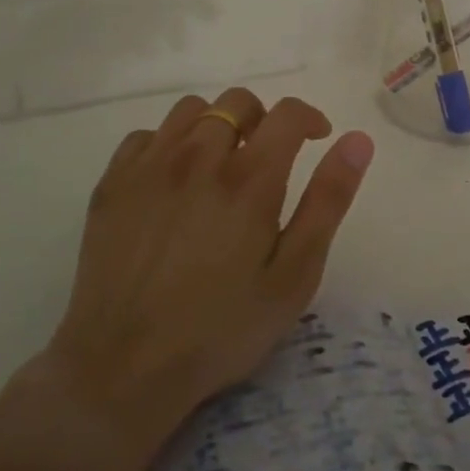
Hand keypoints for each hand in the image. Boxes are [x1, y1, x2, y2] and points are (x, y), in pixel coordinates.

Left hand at [45, 88, 374, 454]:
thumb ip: (328, 201)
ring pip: (191, 110)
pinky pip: (146, 136)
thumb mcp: (294, 275)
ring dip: (215, 126)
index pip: (288, 113)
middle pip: (237, 102)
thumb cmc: (222, 328)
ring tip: (219, 167)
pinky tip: (172, 182)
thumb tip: (357, 141)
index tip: (316, 139)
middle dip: (263, 120)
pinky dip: (168, 144)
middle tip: (267, 161)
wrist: (123, 368)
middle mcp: (198, 156)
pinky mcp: (112, 184)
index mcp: (249, 178)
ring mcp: (149, 166)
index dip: (310, 118)